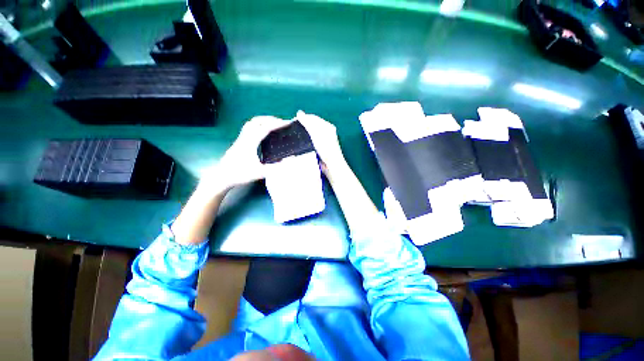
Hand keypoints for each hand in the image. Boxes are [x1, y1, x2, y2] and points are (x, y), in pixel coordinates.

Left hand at [201, 116, 291, 191]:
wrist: (222, 176)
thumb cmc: (240, 174)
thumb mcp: (260, 172)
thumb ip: (276, 167)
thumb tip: (290, 160)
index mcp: (250, 143)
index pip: (265, 128)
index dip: (277, 124)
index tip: (287, 123)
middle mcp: (244, 137)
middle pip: (257, 121)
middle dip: (270, 119)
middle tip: (281, 122)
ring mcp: (240, 139)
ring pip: (251, 123)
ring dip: (263, 120)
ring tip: (273, 124)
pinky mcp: (239, 142)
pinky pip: (249, 128)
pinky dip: (258, 125)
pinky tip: (262, 132)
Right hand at [295, 110, 346, 171]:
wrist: (332, 164)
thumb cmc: (326, 148)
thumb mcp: (315, 134)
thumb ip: (307, 123)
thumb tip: (299, 113)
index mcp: (328, 126)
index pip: (313, 118)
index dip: (304, 118)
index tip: (294, 120)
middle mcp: (327, 132)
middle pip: (313, 125)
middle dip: (303, 125)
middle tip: (293, 127)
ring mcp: (325, 140)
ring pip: (312, 133)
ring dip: (304, 132)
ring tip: (296, 133)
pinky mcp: (321, 147)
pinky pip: (312, 140)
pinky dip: (307, 139)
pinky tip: (302, 141)